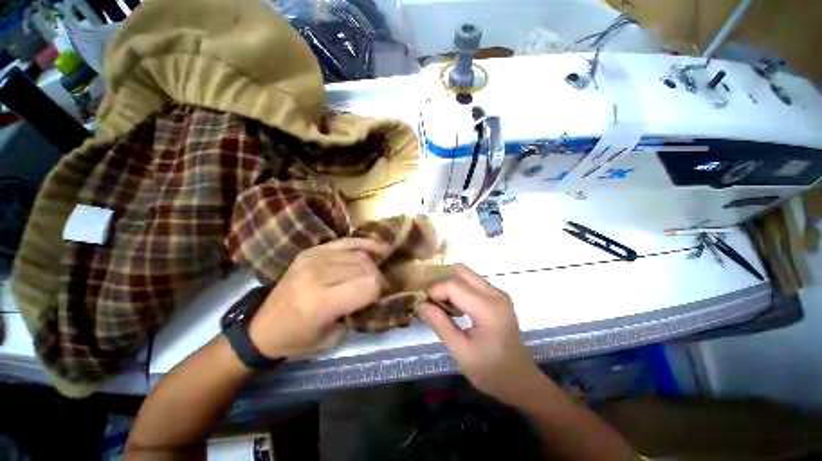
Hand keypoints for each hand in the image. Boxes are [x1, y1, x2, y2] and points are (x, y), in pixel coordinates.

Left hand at [248, 238, 388, 358]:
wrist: (261, 326)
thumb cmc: (296, 338)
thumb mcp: (332, 337)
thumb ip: (357, 313)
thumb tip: (375, 294)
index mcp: (321, 302)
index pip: (368, 285)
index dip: (379, 291)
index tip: (380, 298)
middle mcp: (317, 274)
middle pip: (365, 267)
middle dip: (377, 277)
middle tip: (379, 288)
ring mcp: (314, 258)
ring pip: (358, 254)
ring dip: (371, 265)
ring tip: (374, 274)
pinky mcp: (312, 250)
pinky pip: (347, 242)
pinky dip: (365, 245)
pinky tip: (378, 248)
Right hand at [417, 264, 542, 404]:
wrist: (520, 380)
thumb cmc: (490, 371)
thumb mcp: (460, 352)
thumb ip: (440, 325)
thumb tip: (420, 304)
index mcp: (488, 309)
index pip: (453, 285)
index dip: (434, 290)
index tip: (423, 304)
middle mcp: (495, 294)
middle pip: (460, 271)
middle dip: (441, 282)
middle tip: (431, 300)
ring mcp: (498, 293)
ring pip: (466, 274)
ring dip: (450, 283)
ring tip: (441, 303)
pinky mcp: (497, 295)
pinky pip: (472, 281)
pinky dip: (458, 287)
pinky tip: (454, 305)